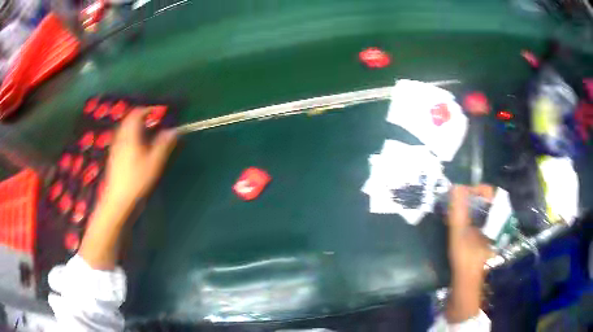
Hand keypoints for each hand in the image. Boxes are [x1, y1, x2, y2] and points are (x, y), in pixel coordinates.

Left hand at [104, 108, 176, 204]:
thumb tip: (174, 131)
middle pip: (129, 119)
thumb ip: (164, 144)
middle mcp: (121, 137)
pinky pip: (121, 138)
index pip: (137, 113)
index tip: (158, 113)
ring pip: (124, 128)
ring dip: (135, 126)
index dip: (148, 110)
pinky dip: (130, 136)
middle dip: (141, 117)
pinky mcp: (113, 155)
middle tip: (153, 122)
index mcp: (131, 135)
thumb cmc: (137, 179)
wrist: (118, 198)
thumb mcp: (154, 162)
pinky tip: (136, 148)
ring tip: (146, 134)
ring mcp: (115, 146)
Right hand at [445, 185, 492, 322]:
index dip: (473, 190)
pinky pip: (477, 218)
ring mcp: (490, 229)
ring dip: (466, 207)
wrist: (465, 283)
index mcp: (494, 218)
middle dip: (468, 198)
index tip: (458, 195)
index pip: (488, 192)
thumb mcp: (459, 234)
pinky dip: (467, 216)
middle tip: (453, 203)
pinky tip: (457, 222)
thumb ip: (458, 211)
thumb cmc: (464, 259)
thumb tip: (455, 186)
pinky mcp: (483, 236)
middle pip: (483, 200)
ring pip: (480, 209)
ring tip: (453, 212)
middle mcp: (495, 221)